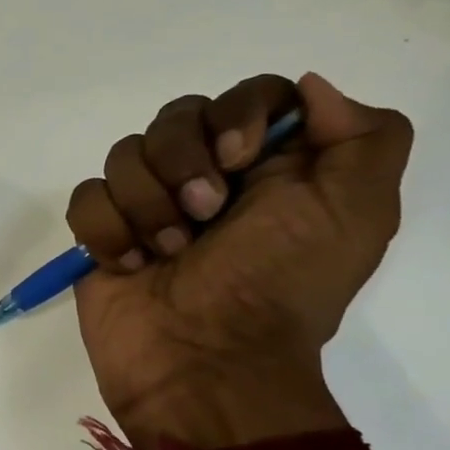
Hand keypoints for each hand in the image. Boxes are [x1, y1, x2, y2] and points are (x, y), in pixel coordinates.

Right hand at [65, 73, 411, 432]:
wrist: (206, 363)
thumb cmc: (279, 287)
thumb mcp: (356, 214)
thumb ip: (364, 138)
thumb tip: (309, 87)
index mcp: (270, 167)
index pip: (246, 96)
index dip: (236, 114)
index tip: (239, 160)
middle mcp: (207, 177)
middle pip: (174, 116)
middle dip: (182, 164)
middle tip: (204, 217)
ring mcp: (148, 206)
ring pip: (124, 155)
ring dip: (147, 205)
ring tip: (168, 253)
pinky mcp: (104, 235)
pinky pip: (85, 198)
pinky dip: (107, 230)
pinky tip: (131, 264)